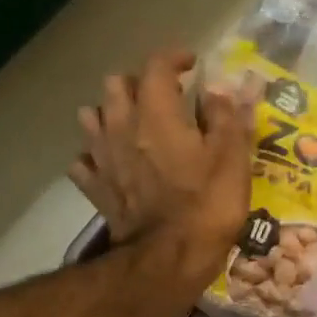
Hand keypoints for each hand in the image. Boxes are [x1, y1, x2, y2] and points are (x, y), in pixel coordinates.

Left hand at [70, 50, 255, 280]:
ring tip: (133, 126)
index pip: (157, 66)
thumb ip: (226, 117)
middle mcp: (121, 126)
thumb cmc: (207, 204)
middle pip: (116, 84)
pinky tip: (111, 164)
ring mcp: (102, 158)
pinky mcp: (95, 188)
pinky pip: (84, 161)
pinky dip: (95, 155)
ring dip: (111, 113)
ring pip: (92, 117)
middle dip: (138, 83)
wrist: (168, 258)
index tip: (192, 63)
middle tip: (163, 98)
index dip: (174, 57)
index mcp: (157, 112)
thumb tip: (219, 90)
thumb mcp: (232, 158)